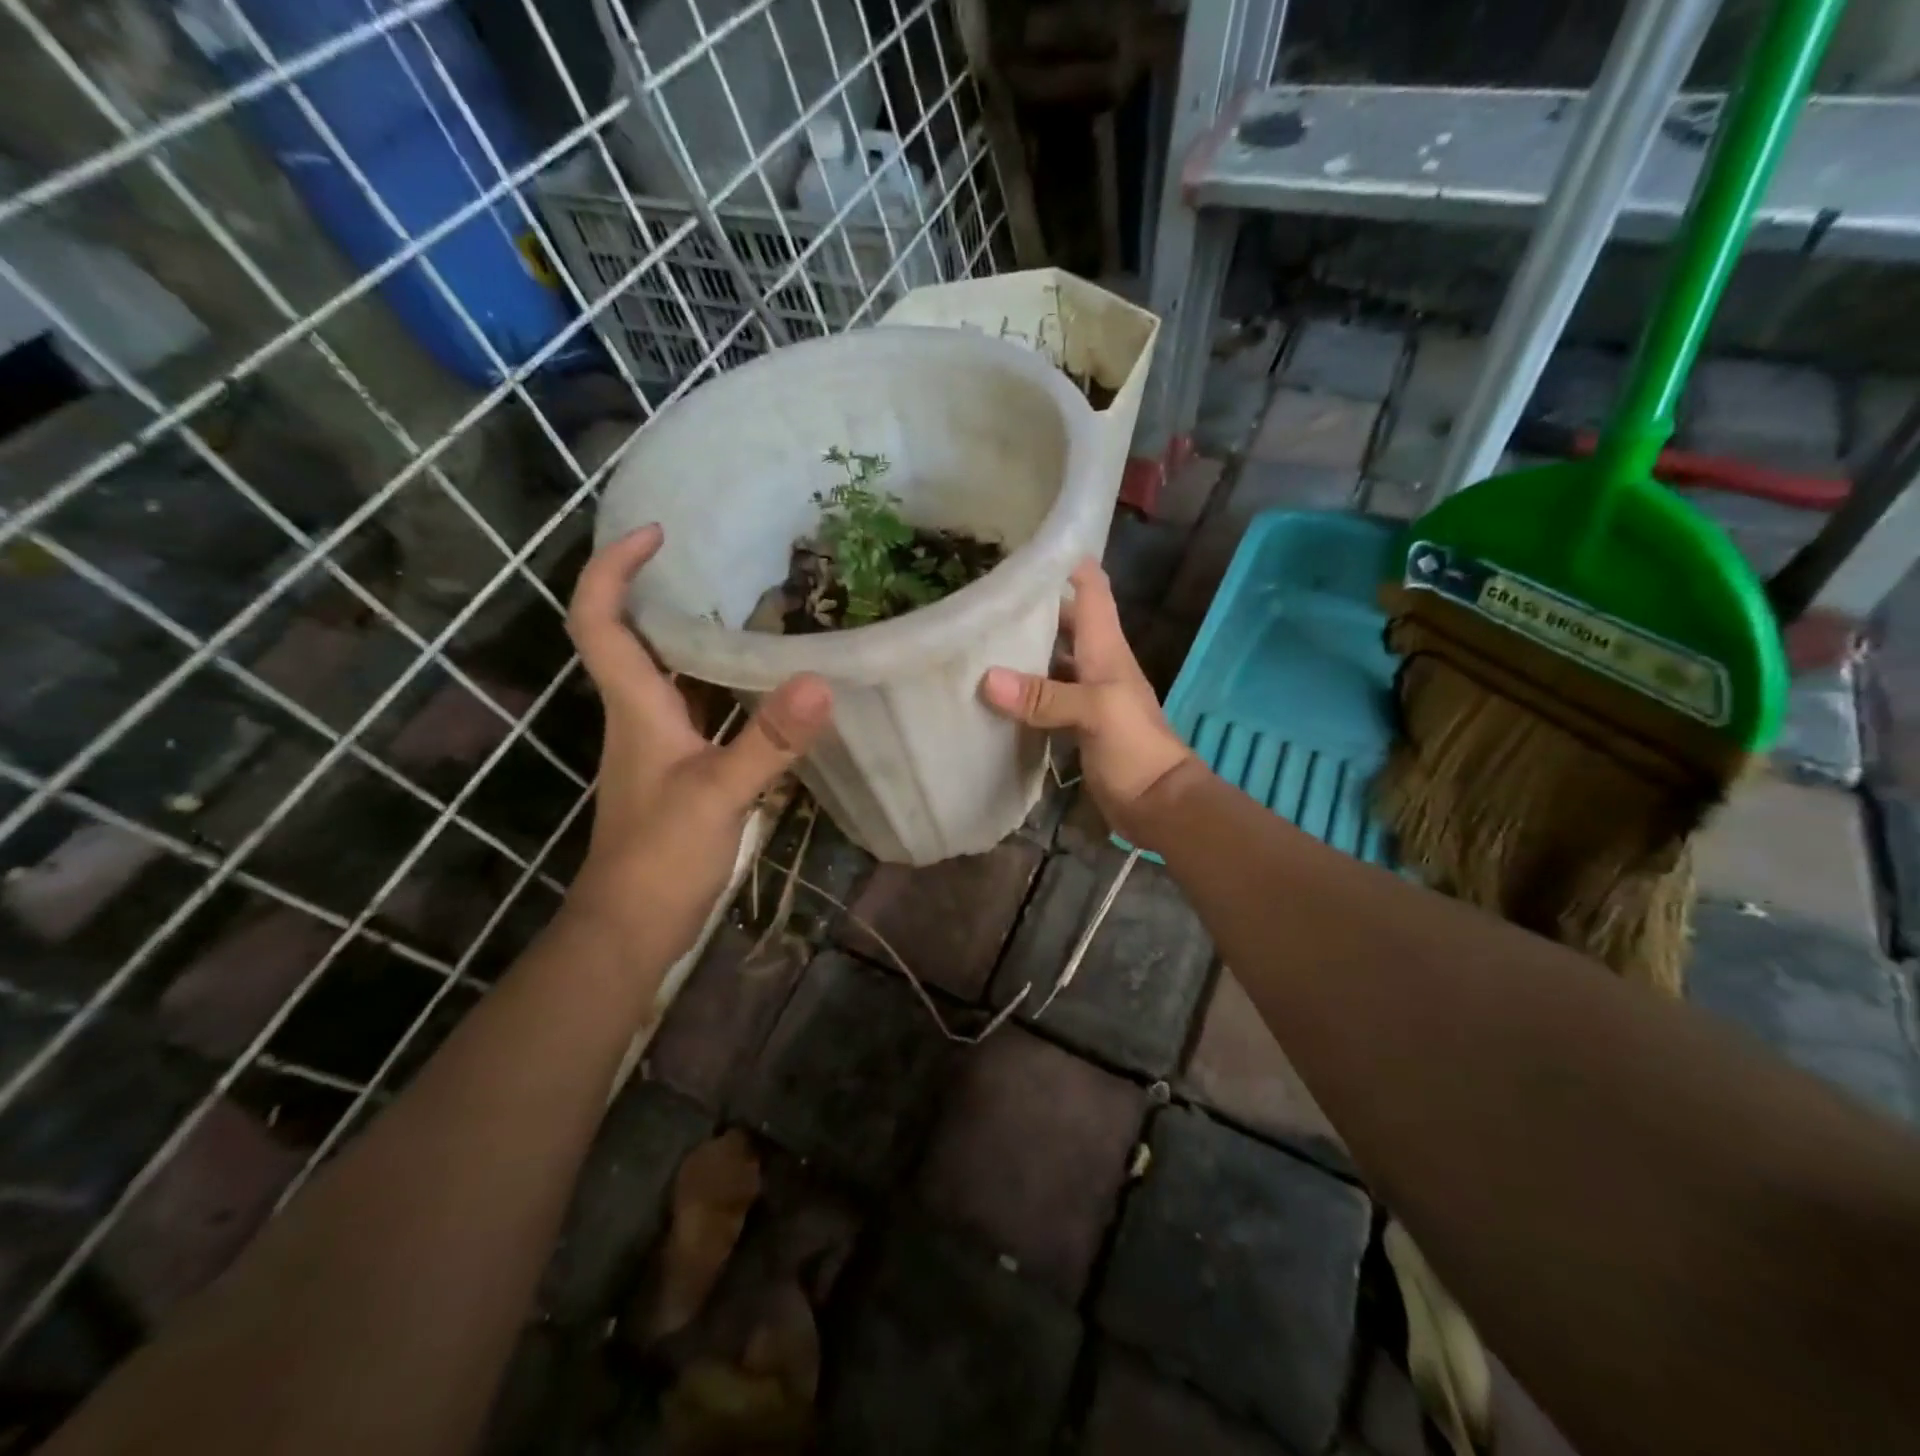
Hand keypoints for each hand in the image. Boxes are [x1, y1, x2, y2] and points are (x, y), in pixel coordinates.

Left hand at [565, 525, 831, 954]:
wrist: (631, 926)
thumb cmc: (659, 856)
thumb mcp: (719, 794)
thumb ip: (768, 741)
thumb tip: (819, 682)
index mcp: (635, 706)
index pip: (600, 619)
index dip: (613, 568)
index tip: (657, 534)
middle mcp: (639, 713)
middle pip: (632, 635)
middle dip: (660, 588)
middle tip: (720, 561)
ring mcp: (658, 743)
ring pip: (669, 672)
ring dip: (696, 635)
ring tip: (754, 607)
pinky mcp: (679, 768)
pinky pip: (697, 707)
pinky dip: (723, 684)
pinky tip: (765, 685)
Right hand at [979, 559, 1196, 841]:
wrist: (1157, 803)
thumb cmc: (1136, 747)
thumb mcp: (1094, 713)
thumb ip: (1044, 695)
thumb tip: (987, 679)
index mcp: (1106, 647)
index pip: (1091, 588)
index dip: (1065, 561)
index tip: (1024, 548)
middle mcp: (1095, 662)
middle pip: (1064, 620)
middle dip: (1031, 605)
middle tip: (982, 595)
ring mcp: (1084, 694)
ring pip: (1050, 658)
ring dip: (1021, 649)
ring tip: (976, 636)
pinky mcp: (1074, 723)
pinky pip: (1043, 696)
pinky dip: (1021, 690)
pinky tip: (991, 690)